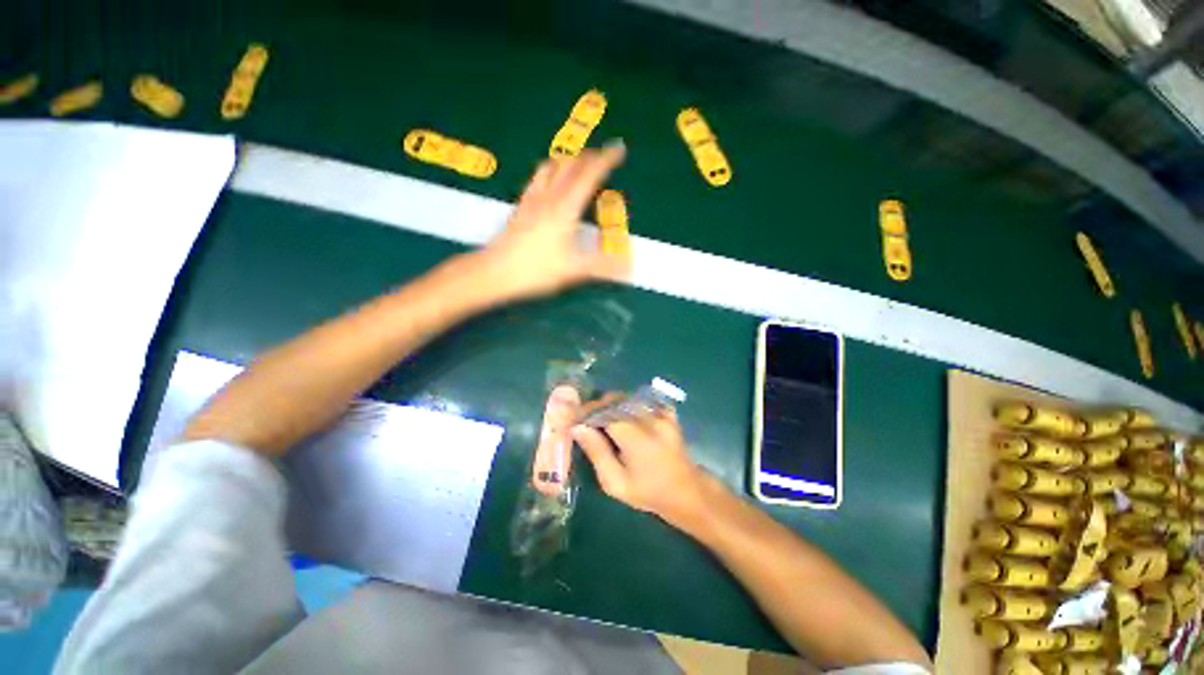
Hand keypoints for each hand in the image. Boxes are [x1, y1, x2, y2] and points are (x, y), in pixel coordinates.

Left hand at [477, 142, 630, 301]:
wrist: (495, 272)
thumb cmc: (536, 271)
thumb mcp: (574, 270)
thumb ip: (603, 266)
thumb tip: (629, 266)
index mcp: (565, 208)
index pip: (589, 175)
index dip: (606, 160)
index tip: (619, 149)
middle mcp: (549, 197)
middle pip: (571, 164)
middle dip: (590, 156)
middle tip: (604, 156)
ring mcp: (532, 199)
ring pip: (552, 166)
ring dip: (570, 159)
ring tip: (580, 162)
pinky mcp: (521, 205)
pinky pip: (537, 177)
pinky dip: (551, 169)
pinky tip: (550, 179)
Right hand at [572, 402, 709, 526]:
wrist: (686, 492)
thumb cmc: (647, 492)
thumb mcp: (615, 482)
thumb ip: (596, 452)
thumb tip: (577, 428)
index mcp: (635, 437)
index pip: (605, 411)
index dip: (588, 411)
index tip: (576, 418)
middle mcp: (649, 419)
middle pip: (616, 400)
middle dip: (599, 406)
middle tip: (588, 420)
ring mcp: (662, 414)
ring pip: (629, 398)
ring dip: (613, 405)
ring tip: (605, 420)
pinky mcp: (669, 414)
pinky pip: (643, 401)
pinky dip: (631, 405)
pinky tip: (627, 419)